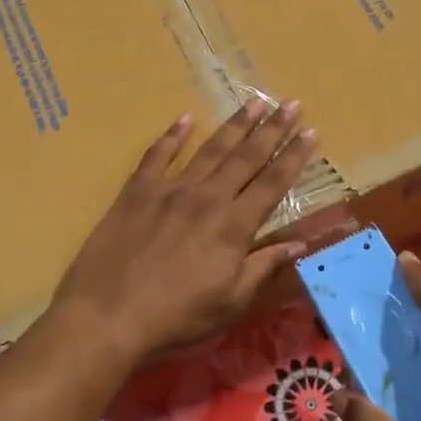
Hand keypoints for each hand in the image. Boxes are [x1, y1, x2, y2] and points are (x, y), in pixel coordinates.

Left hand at [54, 99, 315, 367]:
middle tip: (291, 103)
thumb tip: (299, 243)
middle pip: (246, 157)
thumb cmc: (176, 317)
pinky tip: (185, 118)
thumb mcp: (231, 302)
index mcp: (234, 226)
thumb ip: (264, 266)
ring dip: (235, 125)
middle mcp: (207, 198)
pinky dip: (172, 136)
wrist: (108, 316)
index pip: (273, 183)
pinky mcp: (137, 192)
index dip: (294, 156)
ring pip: (209, 150)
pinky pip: (157, 156)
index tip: (312, 131)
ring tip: (254, 102)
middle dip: (272, 129)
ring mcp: (170, 190)